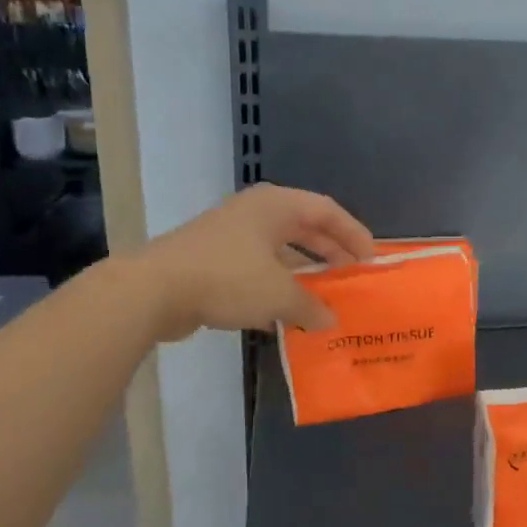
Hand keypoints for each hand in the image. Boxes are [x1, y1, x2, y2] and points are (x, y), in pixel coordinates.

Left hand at [140, 184, 375, 339]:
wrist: (155, 290)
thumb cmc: (228, 278)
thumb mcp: (279, 294)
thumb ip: (311, 306)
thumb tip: (330, 320)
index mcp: (276, 206)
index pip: (327, 211)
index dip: (354, 233)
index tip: (371, 259)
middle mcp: (255, 214)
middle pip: (305, 228)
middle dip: (330, 253)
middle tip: (352, 276)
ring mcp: (231, 236)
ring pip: (280, 252)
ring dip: (303, 274)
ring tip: (325, 298)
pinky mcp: (213, 261)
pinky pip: (257, 271)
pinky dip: (276, 288)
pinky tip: (286, 316)